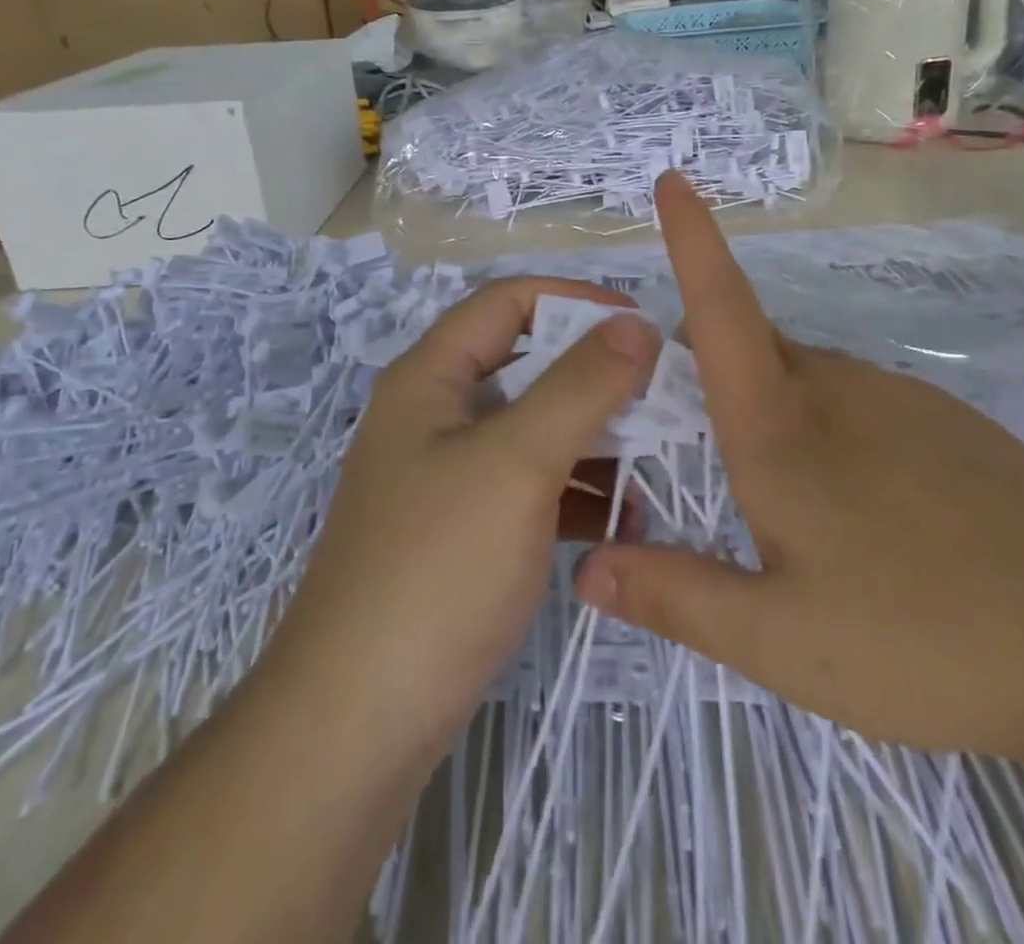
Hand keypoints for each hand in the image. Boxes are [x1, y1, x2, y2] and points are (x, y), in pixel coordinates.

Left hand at [266, 277, 661, 755]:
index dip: (575, 300)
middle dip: (596, 378)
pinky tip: (622, 523)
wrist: (358, 721)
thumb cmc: (437, 567)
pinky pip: (530, 489)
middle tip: (664, 398)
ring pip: (534, 431)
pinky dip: (575, 494)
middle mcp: (436, 416)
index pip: (509, 302)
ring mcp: (449, 478)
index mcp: (431, 378)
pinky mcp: (464, 533)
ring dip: (593, 440)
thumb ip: (581, 385)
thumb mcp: (517, 461)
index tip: (642, 325)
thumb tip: (636, 324)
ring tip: (655, 464)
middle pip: (527, 367)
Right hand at [575, 172, 1023, 764]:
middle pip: (750, 351)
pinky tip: (869, 523)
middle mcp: (839, 390)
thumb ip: (677, 597)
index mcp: (783, 427)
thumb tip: (585, 567)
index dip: (691, 241)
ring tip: (787, 516)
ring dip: (770, 417)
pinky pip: (859, 408)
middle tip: (693, 457)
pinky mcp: (952, 427)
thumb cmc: (930, 641)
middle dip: (707, 378)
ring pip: (805, 384)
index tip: (672, 180)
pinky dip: (829, 436)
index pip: (720, 310)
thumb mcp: (782, 642)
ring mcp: (903, 401)